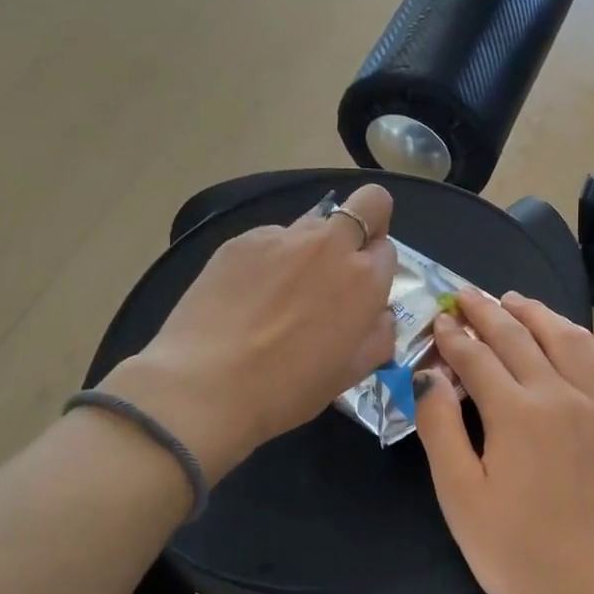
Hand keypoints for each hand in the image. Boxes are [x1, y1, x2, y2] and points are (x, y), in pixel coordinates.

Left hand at [98, 184, 396, 482]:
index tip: (361, 292)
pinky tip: (247, 296)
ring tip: (282, 291)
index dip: (377, 269)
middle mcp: (330, 245)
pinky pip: (271, 239)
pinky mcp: (241, 240)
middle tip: (341, 262)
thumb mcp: (351, 374)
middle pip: (368, 203)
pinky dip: (270, 259)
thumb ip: (378, 335)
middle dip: (366, 222)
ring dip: (312, 247)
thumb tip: (378, 315)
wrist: (205, 387)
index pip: (389, 249)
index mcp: (365, 280)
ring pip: (314, 222)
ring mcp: (282, 237)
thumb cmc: (288, 390)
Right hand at [413, 288, 593, 593]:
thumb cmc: (521, 551)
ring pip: (563, 337)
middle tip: (466, 295)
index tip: (438, 320)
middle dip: (487, 312)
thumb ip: (440, 429)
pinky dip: (573, 334)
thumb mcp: (461, 498)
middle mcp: (558, 392)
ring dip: (534, 313)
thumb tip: (429, 375)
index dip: (453, 337)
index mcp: (516, 411)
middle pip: (518, 337)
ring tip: (513, 300)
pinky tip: (565, 333)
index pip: (477, 357)